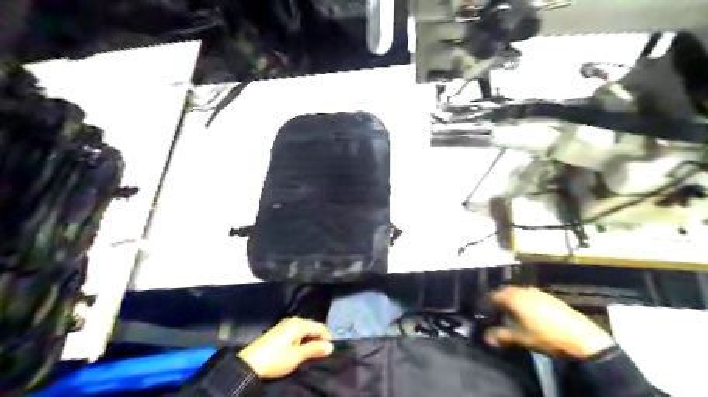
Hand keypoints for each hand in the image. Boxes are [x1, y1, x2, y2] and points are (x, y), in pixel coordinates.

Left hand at [237, 318, 334, 378]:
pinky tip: (297, 351)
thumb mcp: (296, 356)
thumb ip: (314, 349)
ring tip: (308, 354)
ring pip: (303, 330)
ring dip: (308, 341)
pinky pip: (295, 333)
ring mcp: (284, 325)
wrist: (248, 364)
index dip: (326, 338)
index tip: (327, 351)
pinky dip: (300, 341)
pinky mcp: (278, 332)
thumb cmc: (274, 359)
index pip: (319, 326)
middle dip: (317, 339)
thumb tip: (331, 346)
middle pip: (311, 327)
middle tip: (318, 354)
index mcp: (298, 324)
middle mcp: (292, 321)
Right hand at [485, 287, 617, 358]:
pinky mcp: (550, 297)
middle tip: (495, 310)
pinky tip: (529, 313)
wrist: (581, 337)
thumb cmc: (545, 336)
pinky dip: (525, 301)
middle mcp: (524, 291)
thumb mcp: (521, 338)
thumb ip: (501, 336)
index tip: (483, 309)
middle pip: (506, 292)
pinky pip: (530, 296)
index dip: (486, 302)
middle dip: (499, 300)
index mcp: (513, 298)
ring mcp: (538, 292)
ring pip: (519, 293)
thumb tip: (486, 338)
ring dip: (512, 300)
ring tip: (511, 312)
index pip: (493, 296)